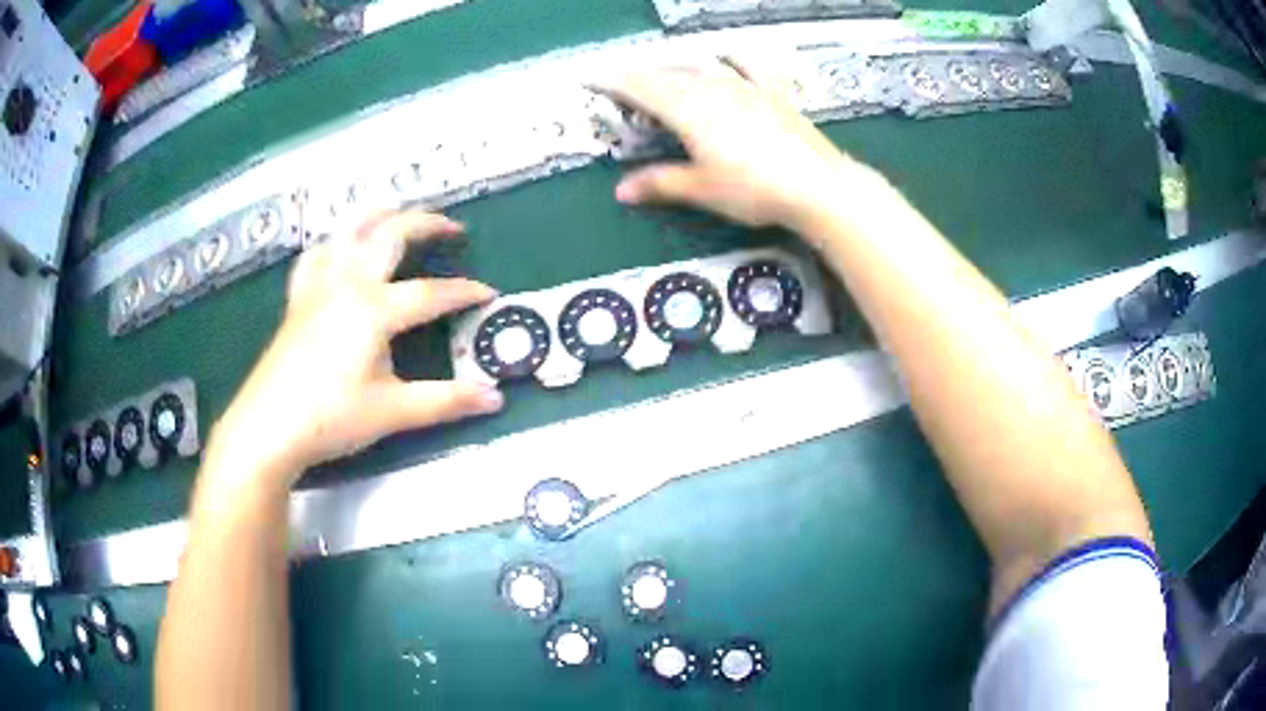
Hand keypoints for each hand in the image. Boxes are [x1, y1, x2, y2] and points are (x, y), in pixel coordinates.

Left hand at [207, 210, 503, 489]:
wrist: (268, 428)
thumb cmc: (330, 419)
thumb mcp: (393, 412)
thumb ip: (445, 401)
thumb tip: (496, 398)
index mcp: (374, 308)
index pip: (430, 293)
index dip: (463, 292)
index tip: (489, 293)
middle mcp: (347, 283)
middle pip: (390, 236)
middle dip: (426, 224)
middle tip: (452, 227)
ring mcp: (319, 287)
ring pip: (348, 232)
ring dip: (377, 215)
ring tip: (396, 211)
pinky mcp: (298, 299)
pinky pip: (315, 256)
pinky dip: (332, 243)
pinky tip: (337, 248)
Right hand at [599, 59, 866, 229]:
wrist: (816, 185)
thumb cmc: (754, 189)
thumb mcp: (701, 190)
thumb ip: (661, 183)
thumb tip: (620, 190)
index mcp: (688, 109)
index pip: (641, 88)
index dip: (613, 81)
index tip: (590, 77)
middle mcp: (713, 88)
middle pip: (668, 74)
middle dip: (640, 75)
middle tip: (621, 80)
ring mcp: (746, 86)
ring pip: (702, 67)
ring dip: (677, 67)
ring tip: (663, 72)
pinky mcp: (773, 92)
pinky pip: (750, 66)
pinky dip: (734, 58)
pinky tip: (728, 54)